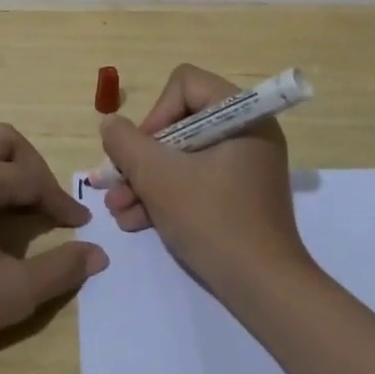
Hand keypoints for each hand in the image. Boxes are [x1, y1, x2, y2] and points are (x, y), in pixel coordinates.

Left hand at [0, 124, 106, 371]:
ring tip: (16, 206)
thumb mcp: (13, 292)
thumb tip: (98, 254)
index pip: (31, 178)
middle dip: (31, 166)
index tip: (80, 226)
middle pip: (2, 140)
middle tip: (46, 203)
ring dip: (1, 168)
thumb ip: (60, 269)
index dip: (60, 202)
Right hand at [98, 64, 313, 296]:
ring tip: (118, 210)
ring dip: (146, 180)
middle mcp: (247, 132)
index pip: (185, 84)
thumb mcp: (158, 177)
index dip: (155, 114)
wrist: (264, 289)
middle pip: (179, 122)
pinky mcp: (239, 194)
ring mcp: (244, 165)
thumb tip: (110, 124)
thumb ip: (126, 143)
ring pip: (183, 155)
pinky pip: (196, 179)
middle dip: (142, 157)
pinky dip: (166, 195)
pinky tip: (136, 221)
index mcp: (242, 115)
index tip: (142, 152)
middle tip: (116, 183)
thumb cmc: (213, 220)